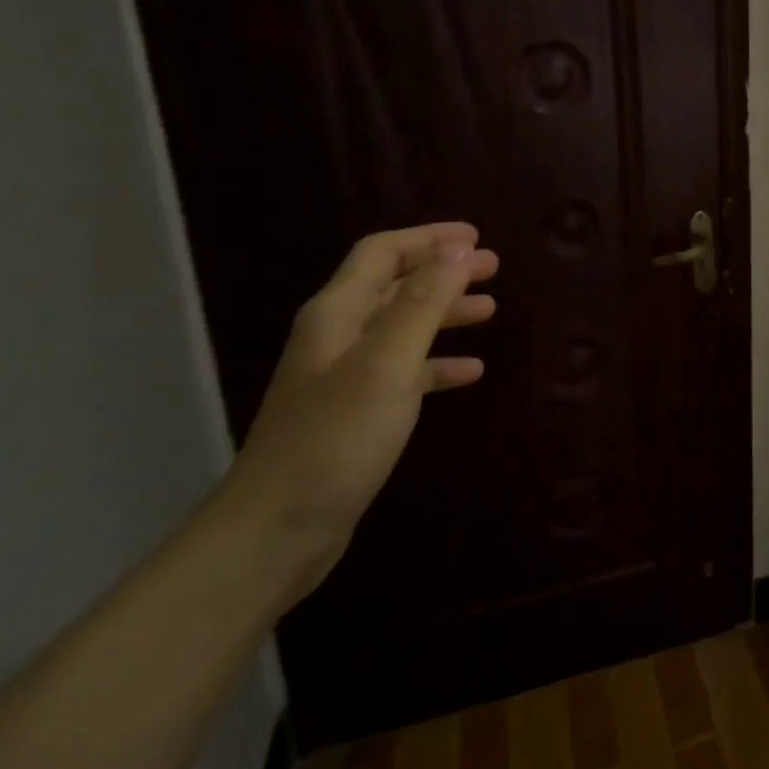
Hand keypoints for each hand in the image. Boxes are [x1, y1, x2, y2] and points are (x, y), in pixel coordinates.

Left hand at [221, 222, 499, 602]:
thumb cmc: (336, 438)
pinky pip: (405, 371)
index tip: (475, 238)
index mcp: (337, 314)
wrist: (277, 530)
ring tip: (489, 310)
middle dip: (443, 272)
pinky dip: (438, 363)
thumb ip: (422, 303)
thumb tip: (456, 249)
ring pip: (402, 327)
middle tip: (492, 268)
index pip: (382, 253)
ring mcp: (345, 377)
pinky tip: (470, 372)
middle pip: (394, 286)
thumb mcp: (388, 362)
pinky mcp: (356, 413)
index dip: (428, 239)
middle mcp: (337, 337)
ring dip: (444, 313)